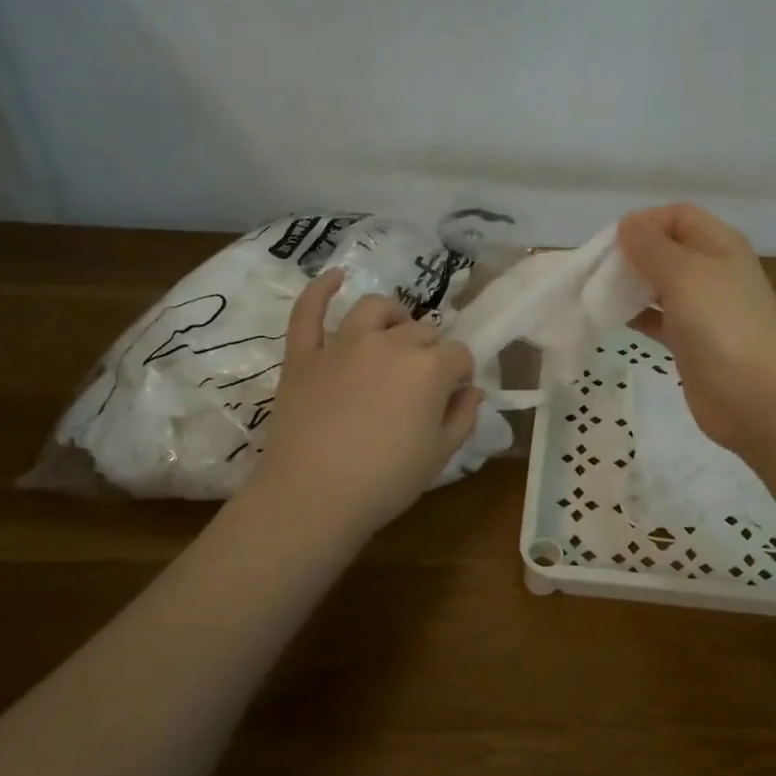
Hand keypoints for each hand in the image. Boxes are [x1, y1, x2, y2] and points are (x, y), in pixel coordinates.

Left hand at [250, 270, 482, 540]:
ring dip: (393, 317)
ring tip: (394, 335)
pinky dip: (321, 290)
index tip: (455, 396)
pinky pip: (309, 311)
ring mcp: (342, 344)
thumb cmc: (385, 482)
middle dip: (431, 351)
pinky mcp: (304, 354)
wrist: (312, 498)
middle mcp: (389, 343)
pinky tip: (335, 277)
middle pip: (422, 331)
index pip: (459, 355)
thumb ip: (462, 416)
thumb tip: (472, 390)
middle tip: (424, 383)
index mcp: (428, 369)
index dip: (461, 373)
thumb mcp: (440, 455)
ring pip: (375, 309)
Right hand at [617, 204, 775, 454]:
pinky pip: (659, 319)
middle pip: (667, 250)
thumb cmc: (721, 324)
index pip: (678, 216)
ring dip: (631, 286)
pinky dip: (637, 316)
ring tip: (598, 294)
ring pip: (660, 286)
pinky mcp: (692, 343)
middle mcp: (713, 272)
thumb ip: (651, 246)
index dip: (645, 222)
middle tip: (599, 271)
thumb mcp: (684, 273)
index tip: (613, 243)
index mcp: (719, 245)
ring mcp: (704, 310)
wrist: (756, 396)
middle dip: (632, 255)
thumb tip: (628, 222)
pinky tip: (613, 320)